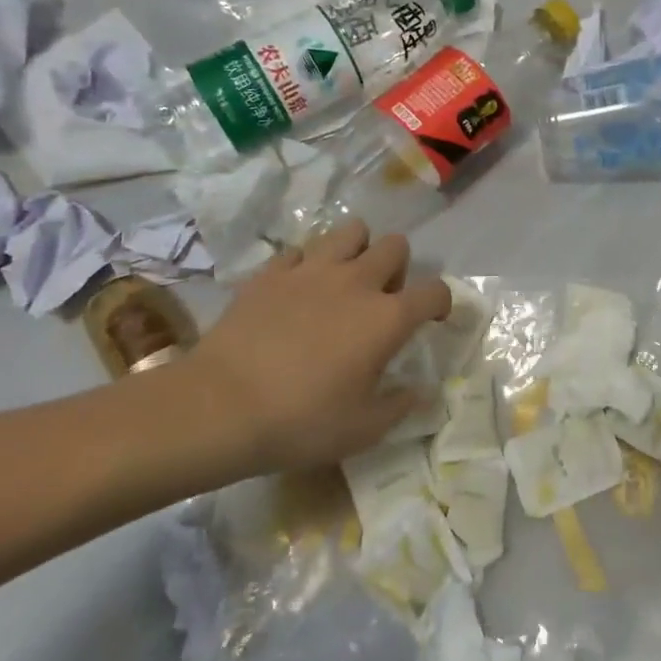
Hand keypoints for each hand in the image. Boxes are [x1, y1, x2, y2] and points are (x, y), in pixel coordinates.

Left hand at [182, 221, 450, 472]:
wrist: (218, 407)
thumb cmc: (301, 422)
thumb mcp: (363, 429)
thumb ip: (401, 405)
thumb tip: (422, 392)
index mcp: (388, 318)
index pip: (435, 291)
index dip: (441, 302)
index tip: (433, 318)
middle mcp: (357, 282)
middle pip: (396, 246)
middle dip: (398, 267)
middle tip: (382, 298)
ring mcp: (312, 271)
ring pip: (351, 231)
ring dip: (358, 250)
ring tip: (345, 280)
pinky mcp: (272, 272)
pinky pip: (300, 251)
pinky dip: (307, 265)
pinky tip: (298, 290)